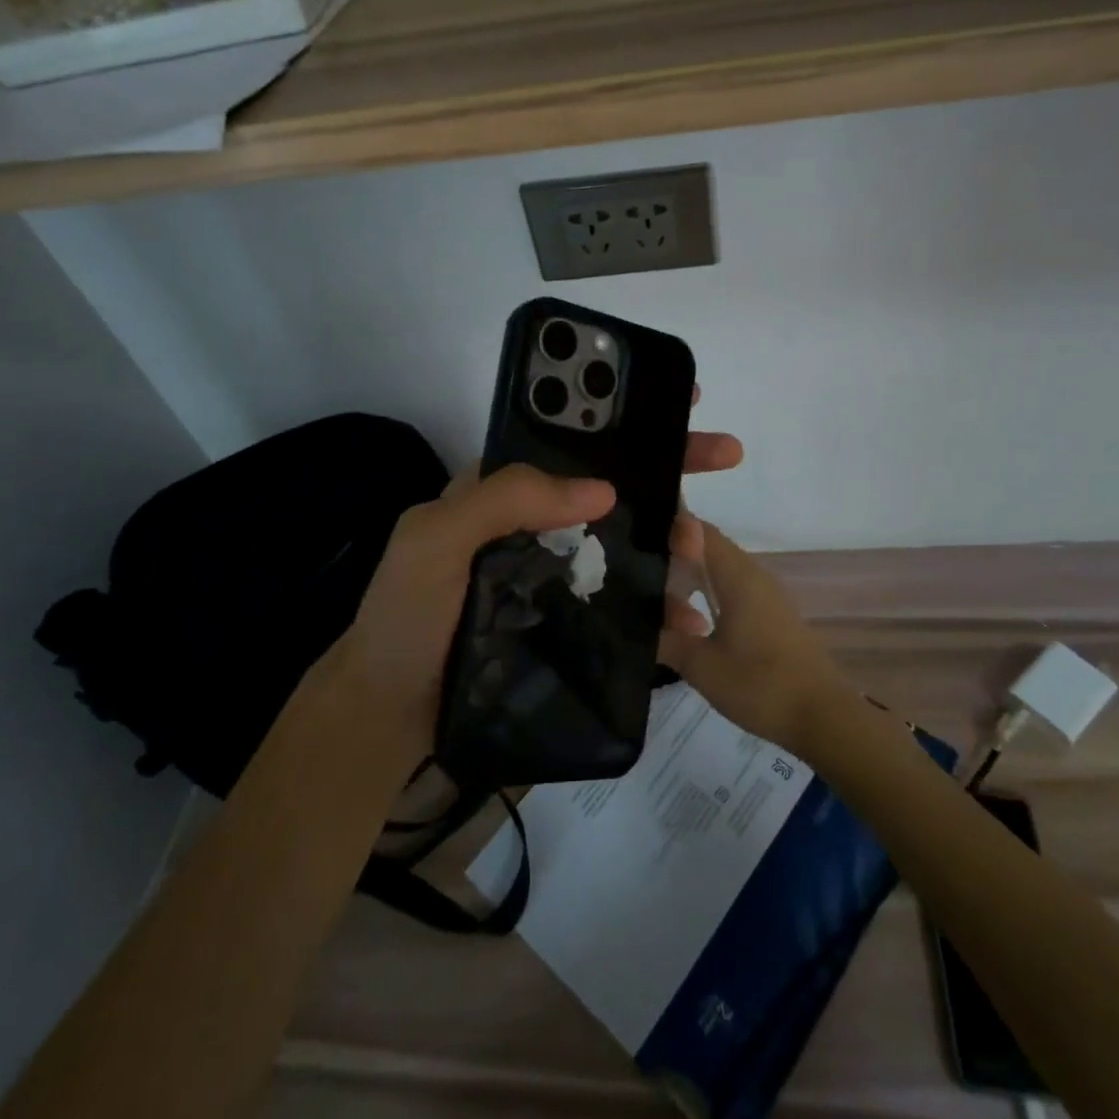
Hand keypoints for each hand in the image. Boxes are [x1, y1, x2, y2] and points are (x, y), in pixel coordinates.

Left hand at [341, 397, 744, 764]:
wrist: (390, 715)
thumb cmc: (406, 616)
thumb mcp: (437, 539)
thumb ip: (506, 499)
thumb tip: (604, 489)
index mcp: (504, 489)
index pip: (571, 440)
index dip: (623, 417)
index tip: (679, 402)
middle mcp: (536, 522)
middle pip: (612, 484)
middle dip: (670, 464)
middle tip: (727, 452)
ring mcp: (556, 571)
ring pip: (627, 540)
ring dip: (673, 537)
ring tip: (703, 552)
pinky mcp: (569, 619)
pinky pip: (623, 598)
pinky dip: (659, 602)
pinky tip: (688, 616)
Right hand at [658, 521, 852, 756]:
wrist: (824, 718)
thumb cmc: (761, 686)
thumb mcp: (702, 667)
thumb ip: (666, 639)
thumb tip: (638, 625)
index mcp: (738, 576)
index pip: (698, 531)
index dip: (668, 529)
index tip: (637, 540)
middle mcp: (755, 576)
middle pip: (709, 550)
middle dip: (674, 560)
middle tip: (640, 580)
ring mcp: (769, 596)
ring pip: (722, 574)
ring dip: (693, 584)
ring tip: (663, 609)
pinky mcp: (775, 617)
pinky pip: (736, 593)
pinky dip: (711, 599)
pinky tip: (696, 628)